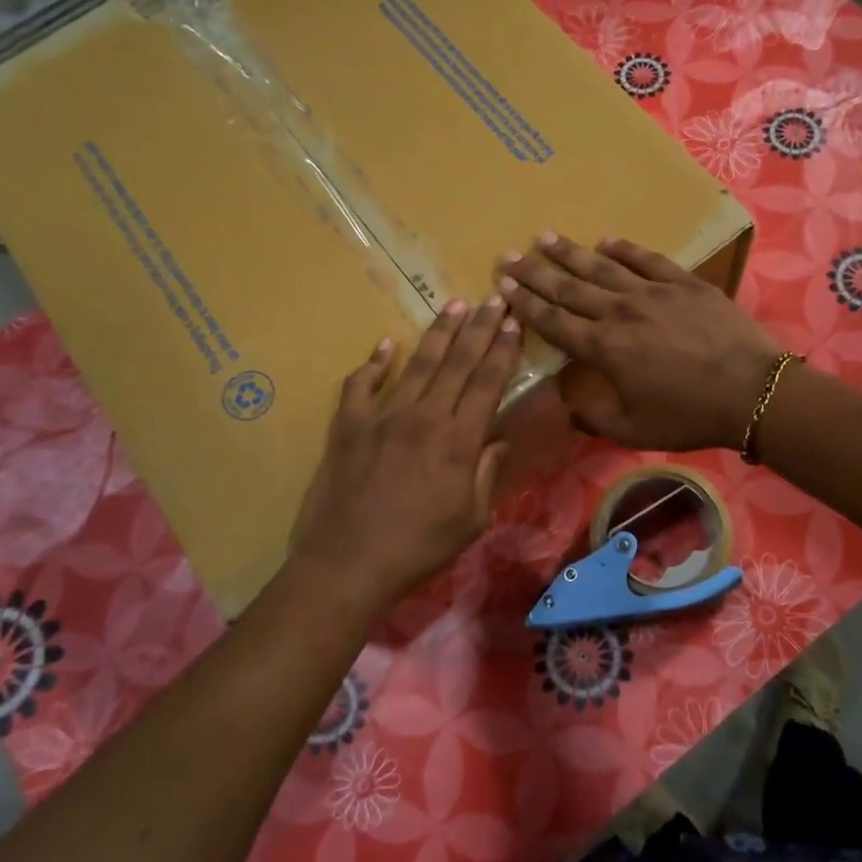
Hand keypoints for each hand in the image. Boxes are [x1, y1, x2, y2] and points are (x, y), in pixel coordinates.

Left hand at [289, 297, 520, 601]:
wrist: (348, 563)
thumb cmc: (419, 547)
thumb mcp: (471, 519)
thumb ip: (487, 474)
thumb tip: (499, 439)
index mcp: (458, 440)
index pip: (487, 382)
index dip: (503, 350)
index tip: (514, 322)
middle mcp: (423, 417)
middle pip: (457, 362)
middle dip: (479, 328)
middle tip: (494, 298)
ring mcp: (382, 417)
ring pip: (416, 364)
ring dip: (438, 334)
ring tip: (454, 306)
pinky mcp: (347, 426)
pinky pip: (360, 385)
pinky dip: (373, 363)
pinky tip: (385, 344)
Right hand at [497, 233, 779, 451]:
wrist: (750, 391)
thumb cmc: (689, 415)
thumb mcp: (634, 430)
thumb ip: (594, 414)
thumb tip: (567, 400)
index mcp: (604, 349)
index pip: (554, 322)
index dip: (525, 304)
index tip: (503, 287)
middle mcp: (620, 312)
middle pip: (569, 288)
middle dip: (535, 272)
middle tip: (509, 255)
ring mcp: (653, 292)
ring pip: (602, 267)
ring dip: (570, 253)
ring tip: (545, 237)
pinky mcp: (684, 283)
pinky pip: (647, 259)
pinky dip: (625, 249)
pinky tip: (606, 240)